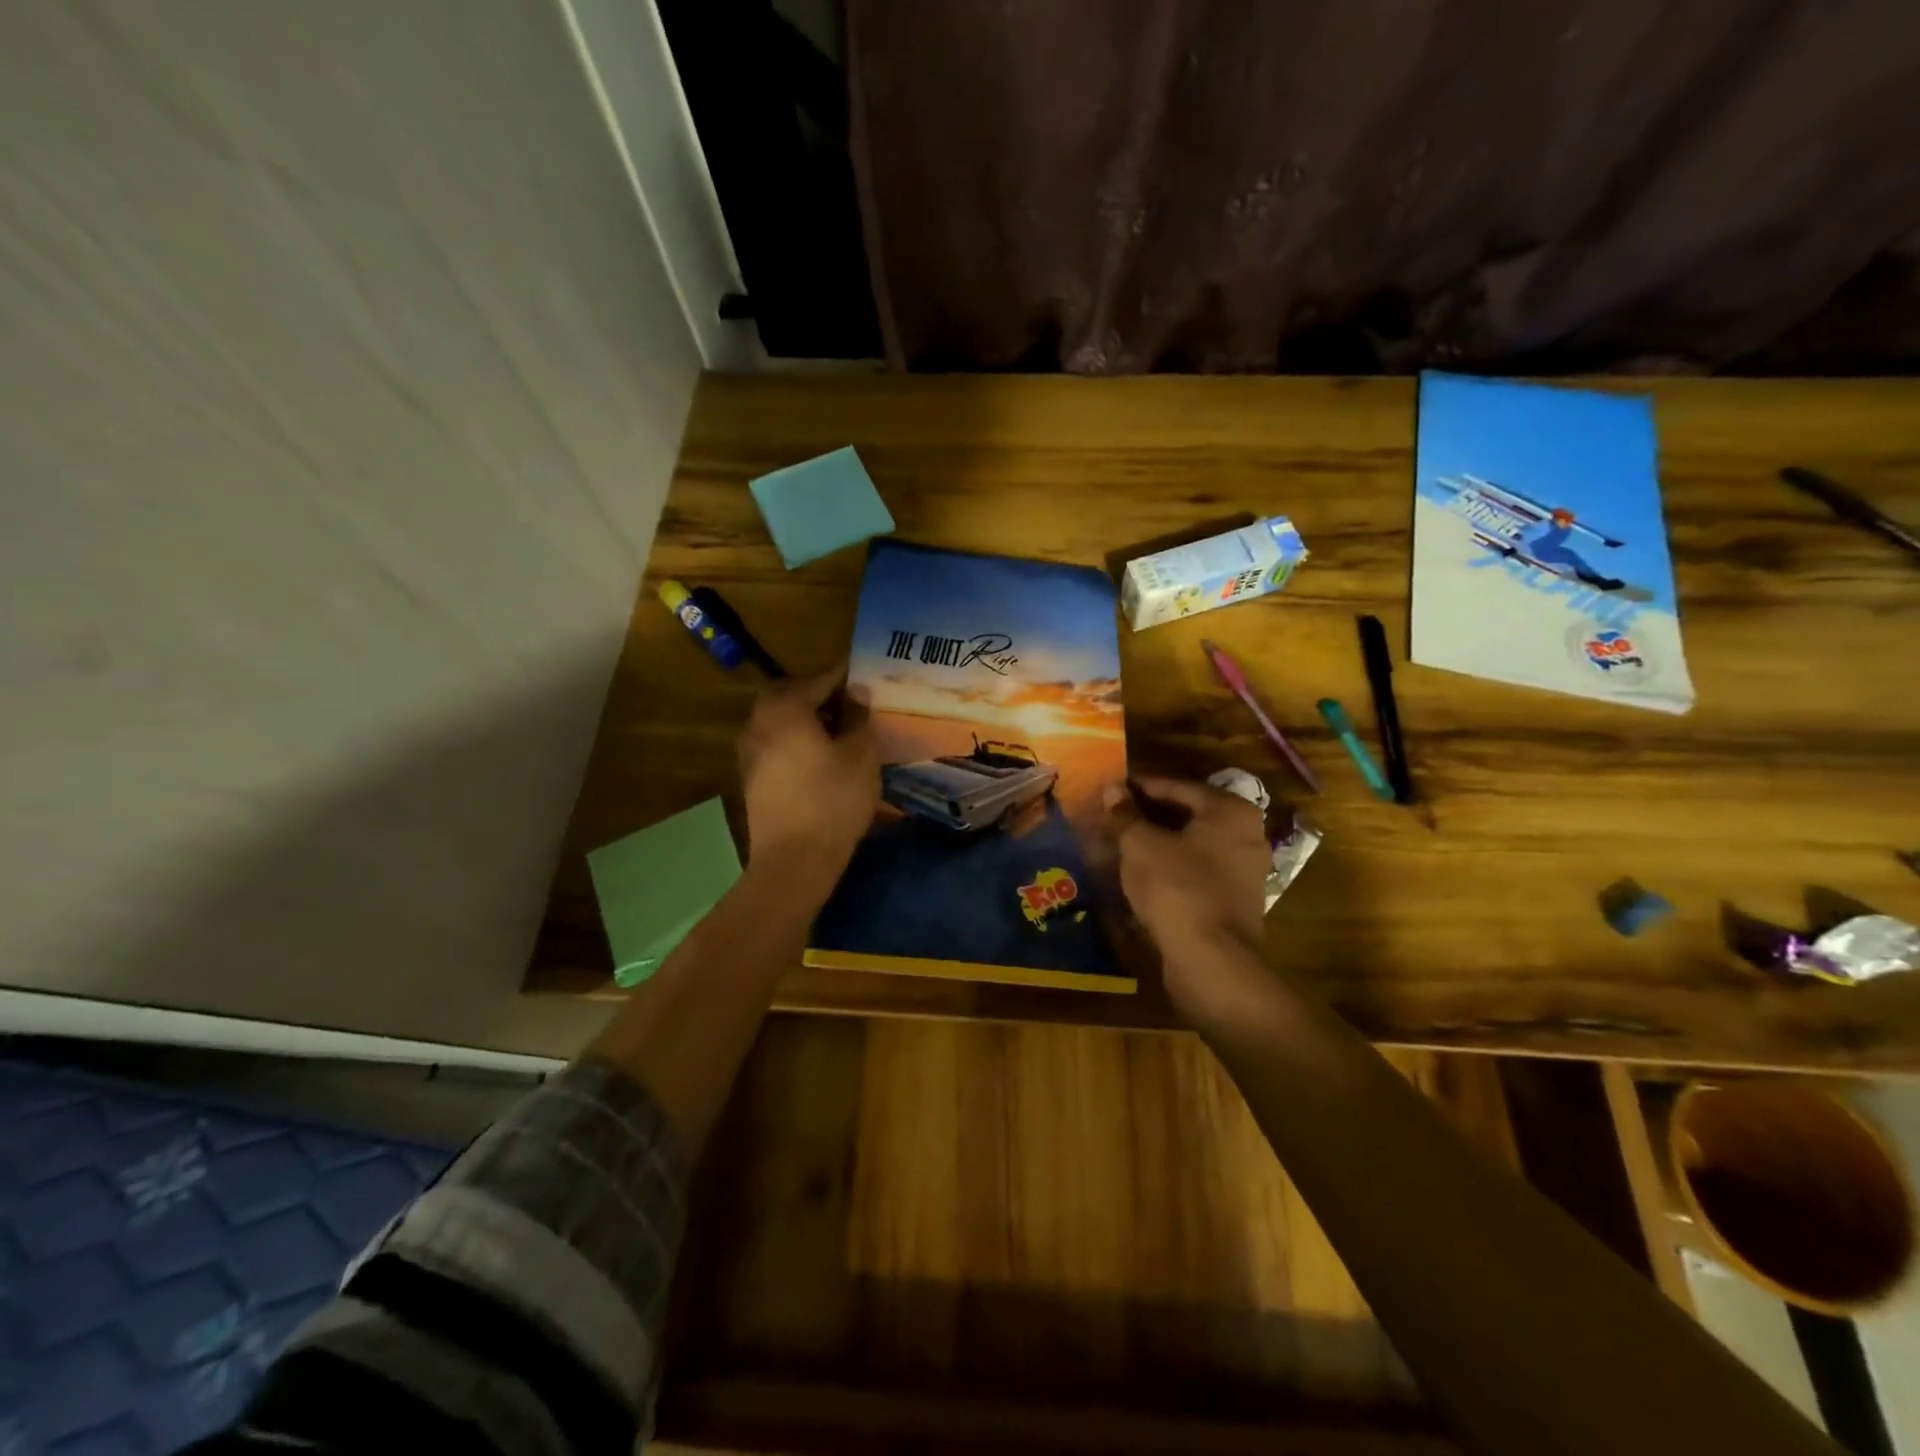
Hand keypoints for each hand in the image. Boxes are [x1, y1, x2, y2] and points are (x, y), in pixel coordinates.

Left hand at [737, 665, 880, 882]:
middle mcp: (759, 721)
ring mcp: (749, 750)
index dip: (844, 678)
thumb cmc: (834, 800)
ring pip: (780, 720)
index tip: (866, 678)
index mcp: (786, 708)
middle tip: (850, 705)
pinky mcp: (750, 776)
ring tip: (838, 732)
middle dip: (820, 696)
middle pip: (791, 696)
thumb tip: (857, 693)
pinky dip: (795, 740)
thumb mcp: (861, 754)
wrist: (794, 859)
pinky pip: (775, 743)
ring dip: (806, 719)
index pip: (819, 680)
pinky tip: (819, 757)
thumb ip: (858, 717)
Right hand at [1103, 775, 1270, 1009]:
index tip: (1110, 789)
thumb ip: (1125, 814)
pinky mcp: (1236, 901)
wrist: (1211, 961)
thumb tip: (1112, 789)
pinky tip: (1140, 873)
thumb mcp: (1140, 844)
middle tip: (1112, 816)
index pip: (1176, 786)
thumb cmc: (1176, 888)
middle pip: (1187, 815)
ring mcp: (1245, 871)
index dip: (1139, 787)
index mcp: (1230, 810)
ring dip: (1157, 843)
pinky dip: (1170, 867)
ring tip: (1120, 844)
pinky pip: (1196, 872)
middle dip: (1148, 816)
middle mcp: (1246, 835)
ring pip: (1191, 845)